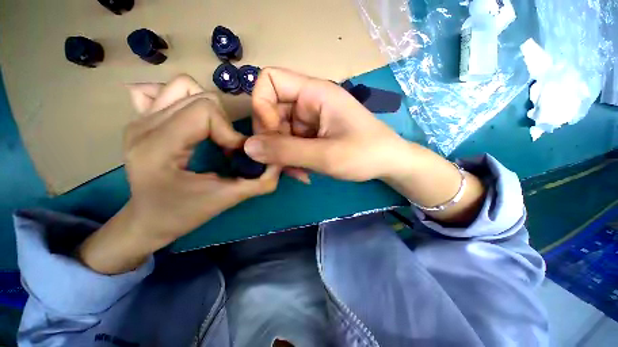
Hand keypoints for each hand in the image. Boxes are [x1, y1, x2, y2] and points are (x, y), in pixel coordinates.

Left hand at [78, 75, 279, 273]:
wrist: (146, 221)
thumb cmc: (182, 214)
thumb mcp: (227, 200)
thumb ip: (260, 183)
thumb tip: (279, 164)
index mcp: (157, 145)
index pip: (206, 112)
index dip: (231, 132)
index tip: (237, 155)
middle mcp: (144, 125)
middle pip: (201, 97)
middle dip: (225, 124)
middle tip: (227, 148)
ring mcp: (139, 119)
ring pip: (186, 87)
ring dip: (210, 111)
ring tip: (213, 134)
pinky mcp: (142, 119)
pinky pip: (167, 92)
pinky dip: (187, 101)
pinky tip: (192, 122)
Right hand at [245, 68, 410, 181]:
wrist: (387, 163)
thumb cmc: (365, 154)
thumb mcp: (326, 155)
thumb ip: (286, 151)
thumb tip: (248, 147)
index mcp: (314, 93)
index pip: (269, 81)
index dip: (261, 107)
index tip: (272, 136)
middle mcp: (308, 102)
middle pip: (270, 111)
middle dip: (272, 140)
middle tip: (282, 164)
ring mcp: (310, 120)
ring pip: (279, 132)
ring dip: (282, 155)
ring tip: (299, 172)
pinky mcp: (312, 134)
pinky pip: (290, 143)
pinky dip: (291, 159)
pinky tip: (304, 172)